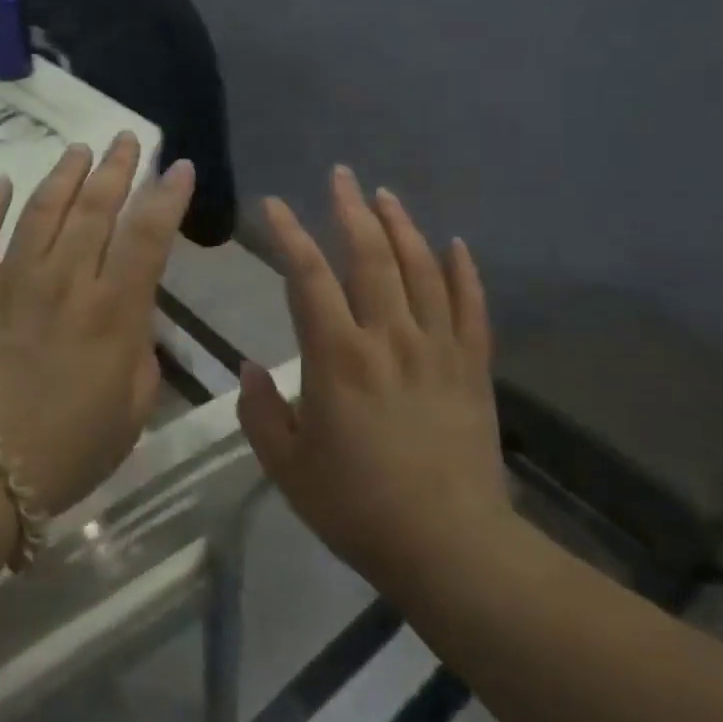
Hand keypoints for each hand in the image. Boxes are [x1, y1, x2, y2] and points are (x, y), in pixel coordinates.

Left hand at [0, 133, 194, 515]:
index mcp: (112, 311)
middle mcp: (65, 280)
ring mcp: (13, 279)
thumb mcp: (130, 414)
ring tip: (78, 150)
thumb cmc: (65, 450)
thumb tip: (132, 321)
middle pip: (95, 208)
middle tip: (125, 139)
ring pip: (42, 209)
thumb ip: (140, 358)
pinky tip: (1, 184)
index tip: (178, 167)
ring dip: (63, 175)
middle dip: (116, 168)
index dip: (166, 196)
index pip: (147, 235)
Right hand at [237, 166, 512, 594]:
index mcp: (338, 356)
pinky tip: (455, 244)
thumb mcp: (287, 465)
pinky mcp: (473, 368)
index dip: (288, 234)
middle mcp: (389, 338)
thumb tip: (249, 368)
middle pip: (370, 256)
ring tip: (386, 195)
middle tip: (341, 175)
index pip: (308, 276)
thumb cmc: (357, 506)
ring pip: (422, 270)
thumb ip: (260, 411)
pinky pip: (471, 307)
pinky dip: (463, 271)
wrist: (451, 547)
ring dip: (402, 226)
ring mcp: (438, 349)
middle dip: (352, 209)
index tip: (273, 205)